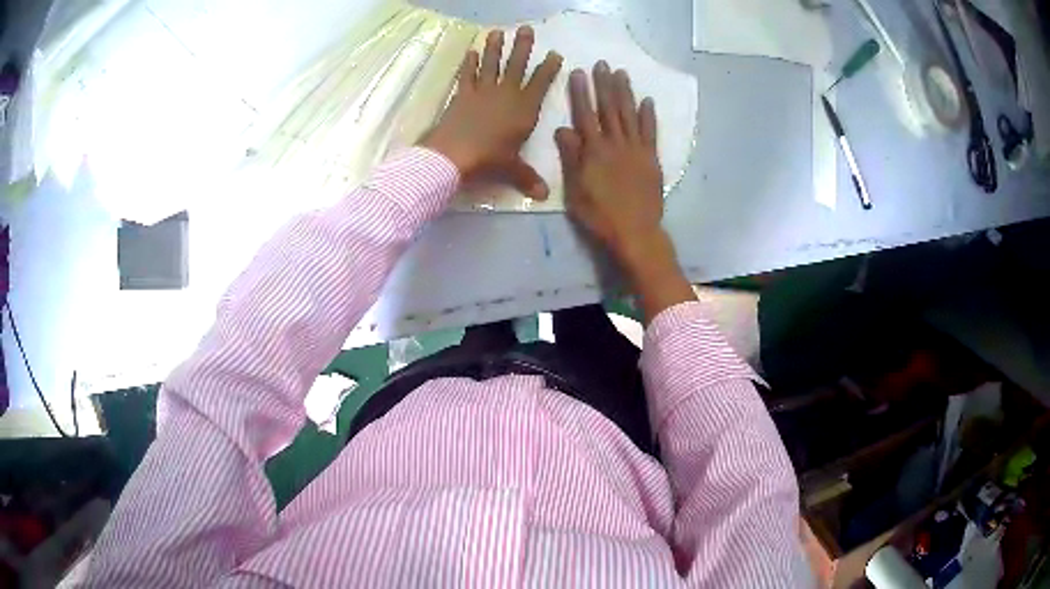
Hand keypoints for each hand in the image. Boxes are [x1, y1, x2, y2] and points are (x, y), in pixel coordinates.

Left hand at [421, 27, 562, 200]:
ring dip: (495, 47)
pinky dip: (469, 63)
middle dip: (523, 47)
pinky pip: (467, 75)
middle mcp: (506, 94)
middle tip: (526, 29)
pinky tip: (471, 52)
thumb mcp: (512, 169)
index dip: (549, 68)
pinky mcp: (462, 94)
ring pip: (492, 64)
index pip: (541, 83)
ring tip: (498, 31)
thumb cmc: (489, 159)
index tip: (555, 54)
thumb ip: (528, 178)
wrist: (455, 154)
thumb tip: (543, 196)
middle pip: (517, 65)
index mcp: (524, 109)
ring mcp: (483, 91)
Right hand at [556, 63, 693, 321]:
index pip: (585, 115)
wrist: (635, 231)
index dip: (581, 93)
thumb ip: (571, 157)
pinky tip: (647, 100)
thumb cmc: (600, 215)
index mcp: (594, 151)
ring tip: (622, 73)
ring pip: (629, 114)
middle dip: (604, 85)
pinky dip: (648, 115)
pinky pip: (650, 132)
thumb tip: (562, 128)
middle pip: (609, 108)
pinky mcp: (652, 158)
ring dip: (625, 92)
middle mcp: (615, 143)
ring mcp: (636, 149)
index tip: (579, 72)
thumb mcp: (575, 190)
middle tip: (602, 64)